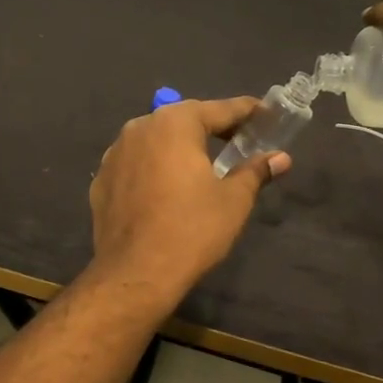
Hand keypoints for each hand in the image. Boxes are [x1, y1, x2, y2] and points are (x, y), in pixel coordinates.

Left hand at [88, 97, 289, 301]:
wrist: (135, 273)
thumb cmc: (192, 230)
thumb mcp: (234, 200)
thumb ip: (255, 171)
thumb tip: (280, 158)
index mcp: (174, 124)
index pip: (218, 109)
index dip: (246, 111)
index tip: (265, 113)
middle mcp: (139, 128)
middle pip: (183, 120)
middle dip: (211, 128)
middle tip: (239, 140)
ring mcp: (115, 153)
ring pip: (156, 141)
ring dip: (179, 147)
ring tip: (202, 164)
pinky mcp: (101, 180)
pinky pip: (136, 164)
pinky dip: (155, 168)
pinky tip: (167, 189)